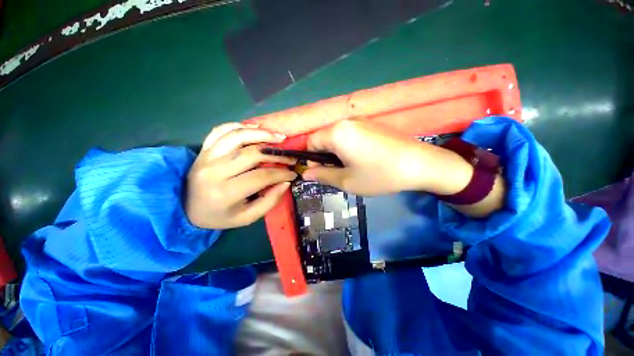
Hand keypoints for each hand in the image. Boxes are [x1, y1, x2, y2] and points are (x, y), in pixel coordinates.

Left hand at [186, 123, 296, 228]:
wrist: (187, 209)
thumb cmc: (221, 216)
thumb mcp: (247, 217)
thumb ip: (270, 201)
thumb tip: (286, 182)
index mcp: (226, 192)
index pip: (261, 176)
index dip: (282, 173)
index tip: (293, 173)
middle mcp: (215, 171)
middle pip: (252, 154)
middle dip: (276, 154)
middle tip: (290, 156)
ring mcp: (207, 156)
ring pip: (238, 136)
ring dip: (262, 134)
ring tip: (279, 137)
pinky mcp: (203, 149)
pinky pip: (221, 130)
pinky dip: (239, 126)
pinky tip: (255, 128)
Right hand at [302, 119, 436, 194]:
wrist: (420, 164)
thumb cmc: (379, 175)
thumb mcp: (347, 181)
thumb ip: (322, 176)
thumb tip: (305, 174)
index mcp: (337, 132)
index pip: (311, 142)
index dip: (311, 159)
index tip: (320, 173)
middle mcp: (346, 121)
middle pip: (324, 138)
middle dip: (324, 156)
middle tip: (336, 173)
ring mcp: (361, 120)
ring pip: (337, 136)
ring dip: (336, 152)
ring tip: (350, 167)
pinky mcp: (372, 124)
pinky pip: (350, 134)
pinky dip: (347, 147)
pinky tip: (361, 159)